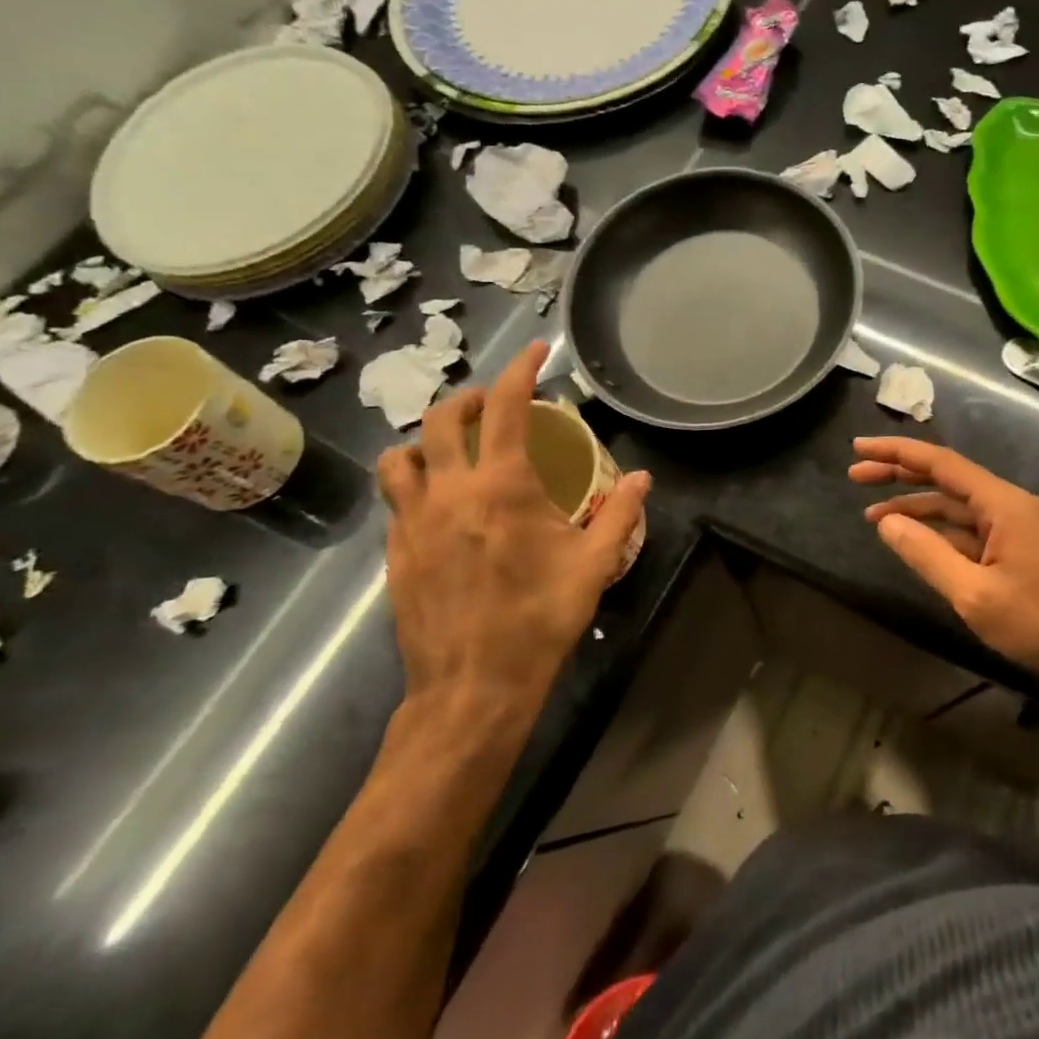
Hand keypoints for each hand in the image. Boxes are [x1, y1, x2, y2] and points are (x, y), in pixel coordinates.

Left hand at [378, 343, 649, 727]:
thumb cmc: (539, 619)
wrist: (473, 686)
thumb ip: (619, 513)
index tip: (536, 352)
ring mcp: (413, 523)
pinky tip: (441, 508)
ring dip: (427, 442)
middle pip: (441, 419)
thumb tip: (643, 478)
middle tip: (495, 406)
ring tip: (453, 452)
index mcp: (501, 487)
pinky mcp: (396, 553)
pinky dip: (416, 485)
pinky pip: (395, 501)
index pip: (506, 407)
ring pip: (400, 458)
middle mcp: (449, 492)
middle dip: (469, 399)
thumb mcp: (593, 565)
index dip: (521, 369)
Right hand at [850, 436, 1038, 685]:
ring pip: (954, 505)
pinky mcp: (1014, 548)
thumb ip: (926, 554)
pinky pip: (967, 529)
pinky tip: (910, 538)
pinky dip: (936, 530)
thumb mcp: (974, 594)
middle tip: (855, 474)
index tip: (859, 448)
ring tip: (871, 514)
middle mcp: (1007, 504)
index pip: (941, 464)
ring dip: (914, 507)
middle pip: (945, 478)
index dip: (897, 453)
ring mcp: (1013, 526)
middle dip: (899, 474)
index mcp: (1002, 503)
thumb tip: (885, 522)